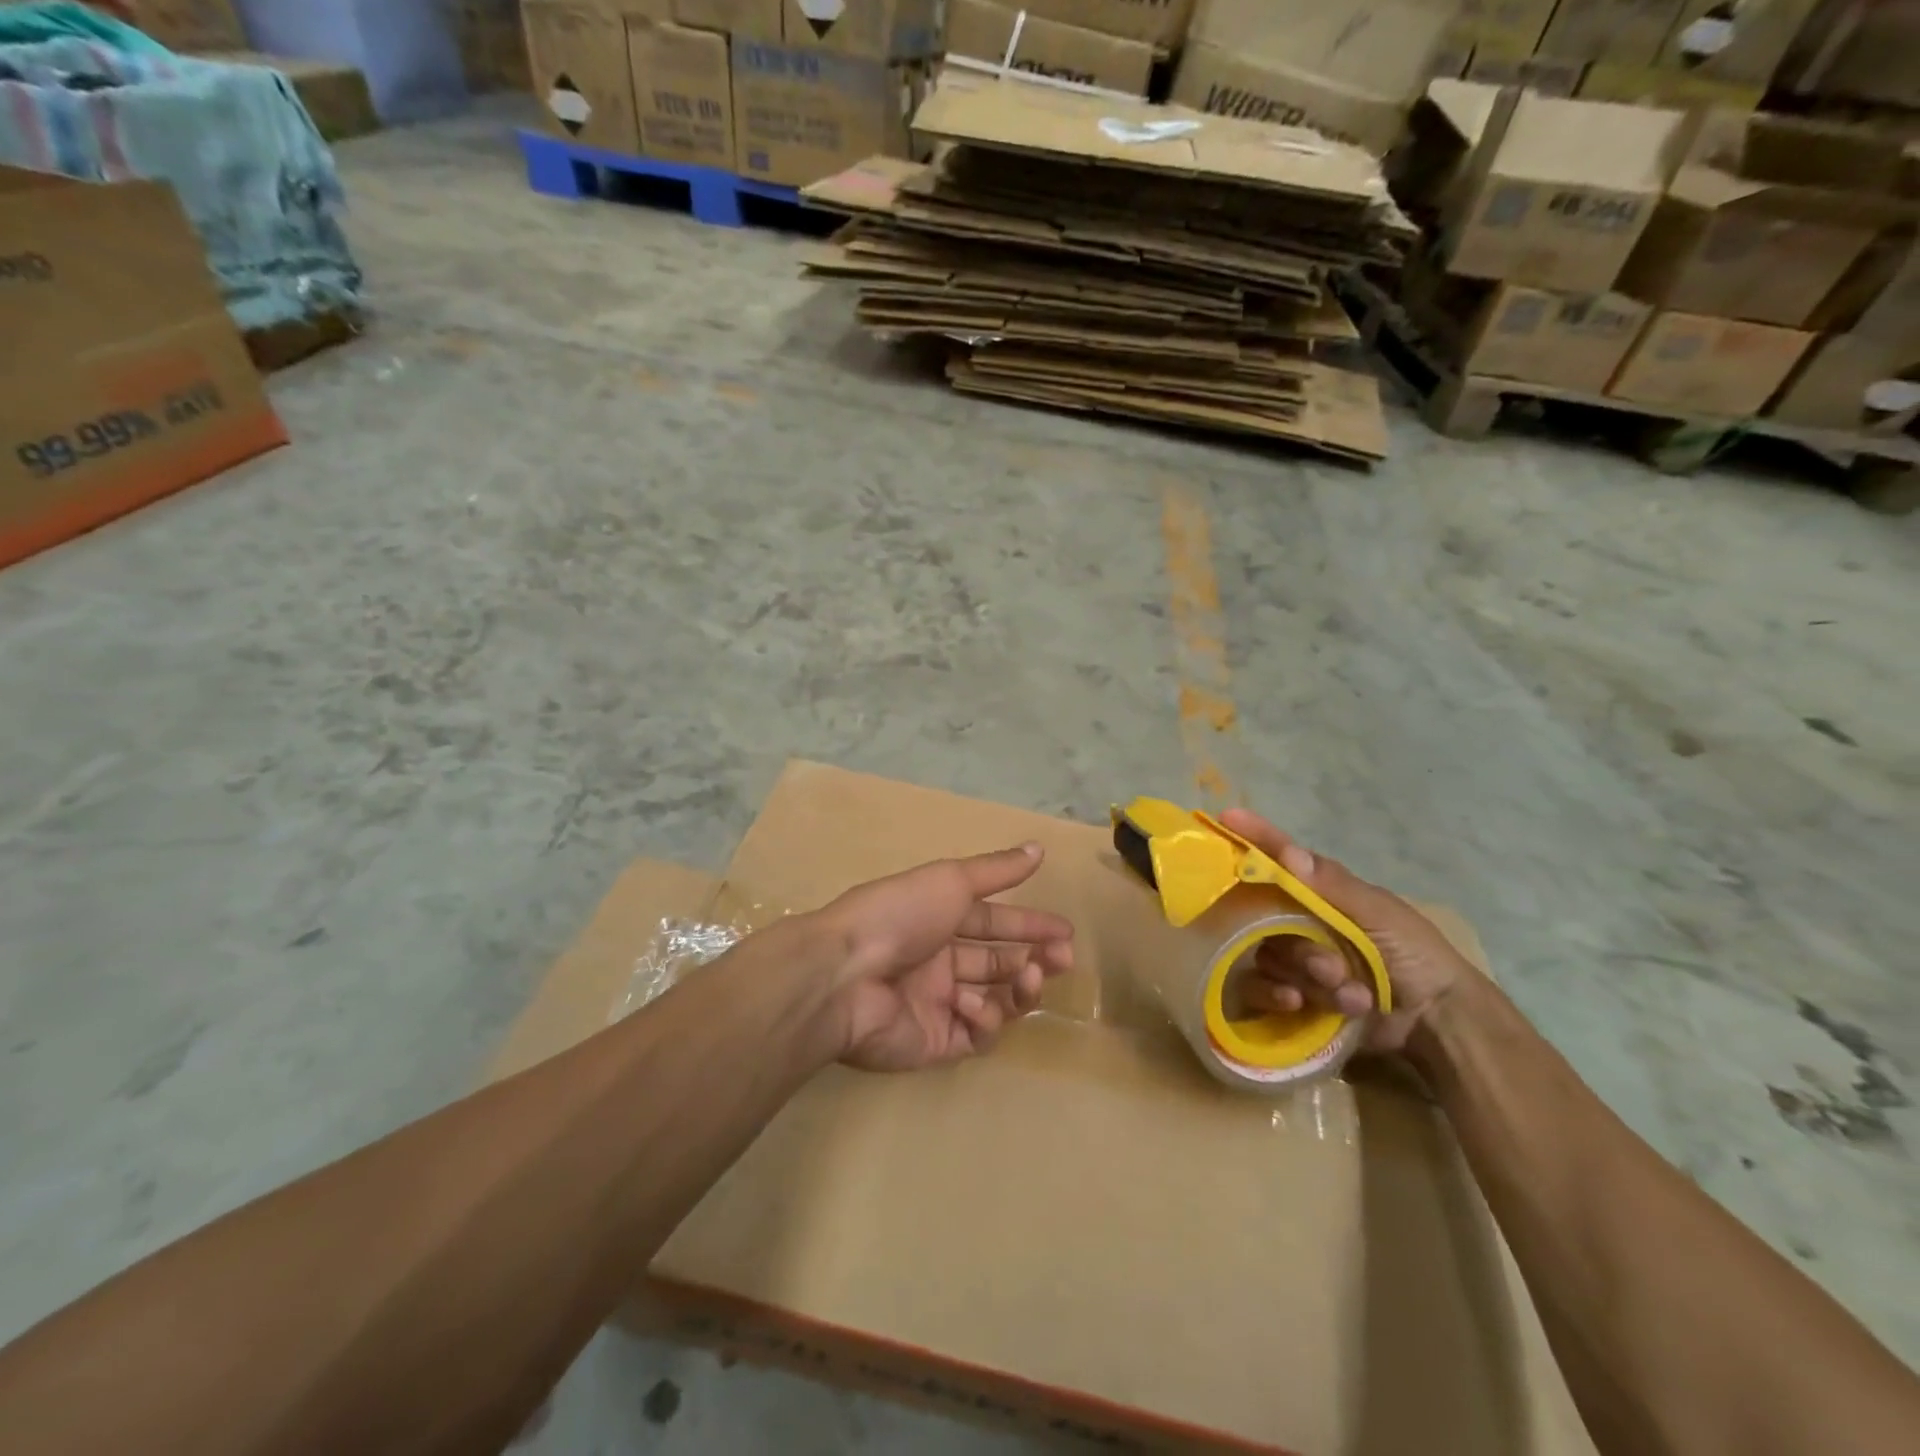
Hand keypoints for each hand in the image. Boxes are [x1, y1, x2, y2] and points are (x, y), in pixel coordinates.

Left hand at [812, 844, 1075, 1071]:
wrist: (845, 975)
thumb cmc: (899, 915)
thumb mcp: (950, 880)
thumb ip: (996, 870)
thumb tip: (1038, 848)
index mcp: (937, 920)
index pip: (993, 923)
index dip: (1030, 925)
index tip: (1065, 932)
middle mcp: (939, 961)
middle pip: (998, 962)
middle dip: (1034, 958)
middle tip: (1062, 957)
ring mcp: (937, 1004)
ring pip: (996, 1000)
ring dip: (1019, 988)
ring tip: (1030, 977)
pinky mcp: (935, 1043)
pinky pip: (975, 1035)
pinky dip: (983, 1019)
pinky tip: (971, 1005)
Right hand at [1218, 810, 1481, 1054]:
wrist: (1437, 1023)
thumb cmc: (1415, 956)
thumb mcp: (1382, 914)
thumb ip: (1333, 886)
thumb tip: (1287, 852)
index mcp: (1321, 893)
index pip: (1281, 859)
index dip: (1255, 838)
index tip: (1228, 816)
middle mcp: (1300, 921)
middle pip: (1265, 918)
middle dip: (1300, 946)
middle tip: (1331, 967)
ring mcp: (1293, 959)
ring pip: (1268, 956)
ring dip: (1307, 977)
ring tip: (1348, 993)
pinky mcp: (1290, 994)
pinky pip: (1260, 988)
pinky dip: (1277, 996)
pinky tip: (1301, 1005)